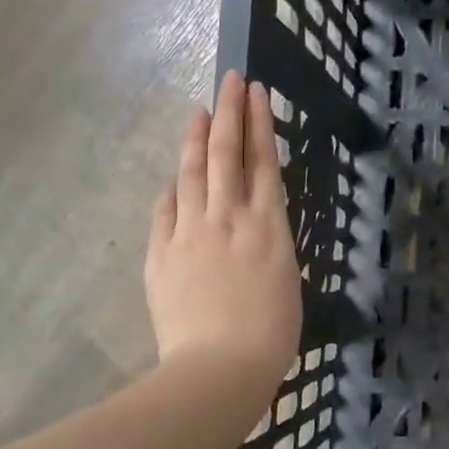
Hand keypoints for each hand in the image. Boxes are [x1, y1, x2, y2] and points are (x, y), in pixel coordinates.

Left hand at [146, 71, 302, 409]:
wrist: (219, 368)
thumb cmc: (270, 337)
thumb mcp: (287, 283)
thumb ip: (269, 247)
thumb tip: (255, 230)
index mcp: (268, 227)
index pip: (263, 161)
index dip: (258, 122)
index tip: (254, 91)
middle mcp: (228, 218)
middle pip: (226, 154)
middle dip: (228, 113)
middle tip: (228, 80)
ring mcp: (190, 233)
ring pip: (191, 174)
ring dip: (195, 140)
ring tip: (197, 113)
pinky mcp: (162, 254)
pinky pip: (165, 211)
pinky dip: (171, 190)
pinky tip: (172, 180)